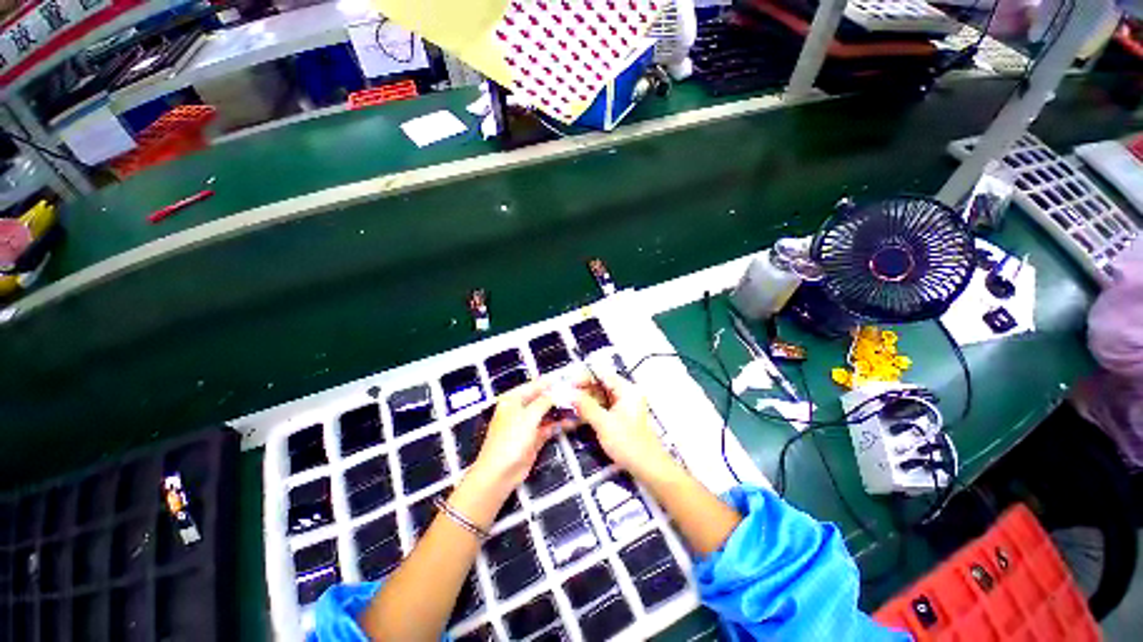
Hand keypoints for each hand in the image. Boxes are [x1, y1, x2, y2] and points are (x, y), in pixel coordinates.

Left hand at [470, 380, 571, 492]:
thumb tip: (557, 390)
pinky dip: (559, 424)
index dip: (551, 383)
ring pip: (547, 413)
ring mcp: (528, 424)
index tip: (570, 379)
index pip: (535, 385)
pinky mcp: (534, 438)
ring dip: (561, 410)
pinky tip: (573, 421)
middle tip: (578, 393)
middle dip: (558, 397)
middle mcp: (520, 409)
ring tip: (579, 405)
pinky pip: (549, 426)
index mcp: (513, 399)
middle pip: (542, 399)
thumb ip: (544, 401)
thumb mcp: (528, 416)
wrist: (500, 474)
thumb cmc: (510, 440)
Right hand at [573, 373, 676, 480]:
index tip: (568, 385)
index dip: (584, 376)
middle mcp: (625, 393)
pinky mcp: (620, 417)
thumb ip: (585, 406)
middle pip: (600, 383)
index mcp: (626, 390)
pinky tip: (579, 414)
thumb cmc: (629, 444)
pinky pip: (603, 406)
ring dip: (585, 399)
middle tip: (566, 397)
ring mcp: (623, 405)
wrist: (649, 469)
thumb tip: (568, 393)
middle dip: (583, 389)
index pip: (602, 373)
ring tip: (569, 406)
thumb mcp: (604, 424)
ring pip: (600, 396)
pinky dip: (591, 409)